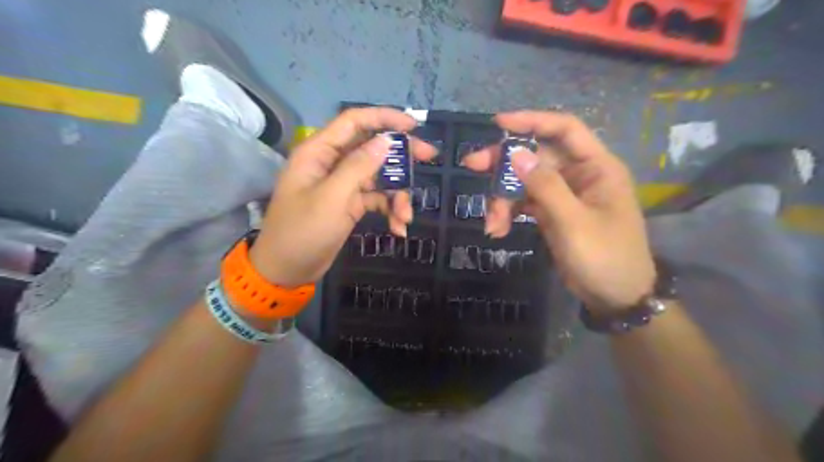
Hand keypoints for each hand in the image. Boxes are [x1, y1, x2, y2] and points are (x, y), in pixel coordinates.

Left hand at [248, 107, 437, 288]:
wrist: (287, 270)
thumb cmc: (302, 231)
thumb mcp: (331, 198)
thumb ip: (358, 167)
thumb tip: (385, 141)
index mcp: (319, 152)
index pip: (354, 122)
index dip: (384, 118)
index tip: (413, 126)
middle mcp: (332, 163)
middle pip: (372, 147)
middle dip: (401, 155)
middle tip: (429, 156)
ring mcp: (343, 184)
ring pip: (379, 177)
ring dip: (397, 194)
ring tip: (405, 217)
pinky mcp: (350, 204)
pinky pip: (376, 199)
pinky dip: (389, 210)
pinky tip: (398, 228)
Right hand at [466, 110, 654, 312]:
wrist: (615, 297)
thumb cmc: (604, 257)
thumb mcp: (573, 222)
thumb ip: (546, 186)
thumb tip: (517, 154)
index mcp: (596, 167)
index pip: (564, 129)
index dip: (532, 121)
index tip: (498, 124)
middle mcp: (579, 175)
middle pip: (536, 156)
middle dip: (504, 163)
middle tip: (472, 165)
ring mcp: (564, 194)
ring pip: (525, 181)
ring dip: (503, 198)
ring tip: (492, 223)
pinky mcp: (552, 212)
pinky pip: (525, 202)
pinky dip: (509, 213)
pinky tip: (498, 230)